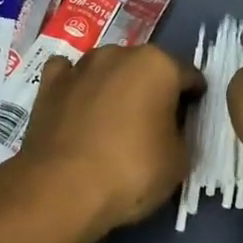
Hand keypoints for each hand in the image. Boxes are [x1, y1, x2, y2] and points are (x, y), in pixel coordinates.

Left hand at [19, 44, 202, 237]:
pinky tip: (76, 107)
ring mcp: (80, 66)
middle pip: (145, 69)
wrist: (61, 188)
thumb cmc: (131, 171)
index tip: (191, 120)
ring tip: (112, 121)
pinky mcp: (49, 84)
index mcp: (157, 65)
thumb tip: (170, 127)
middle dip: (152, 90)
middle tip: (152, 125)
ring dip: (114, 87)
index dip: (193, 99)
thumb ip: (181, 133)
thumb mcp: (179, 161)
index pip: (188, 77)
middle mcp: (118, 54)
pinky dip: (76, 87)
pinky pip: (70, 76)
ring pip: (107, 70)